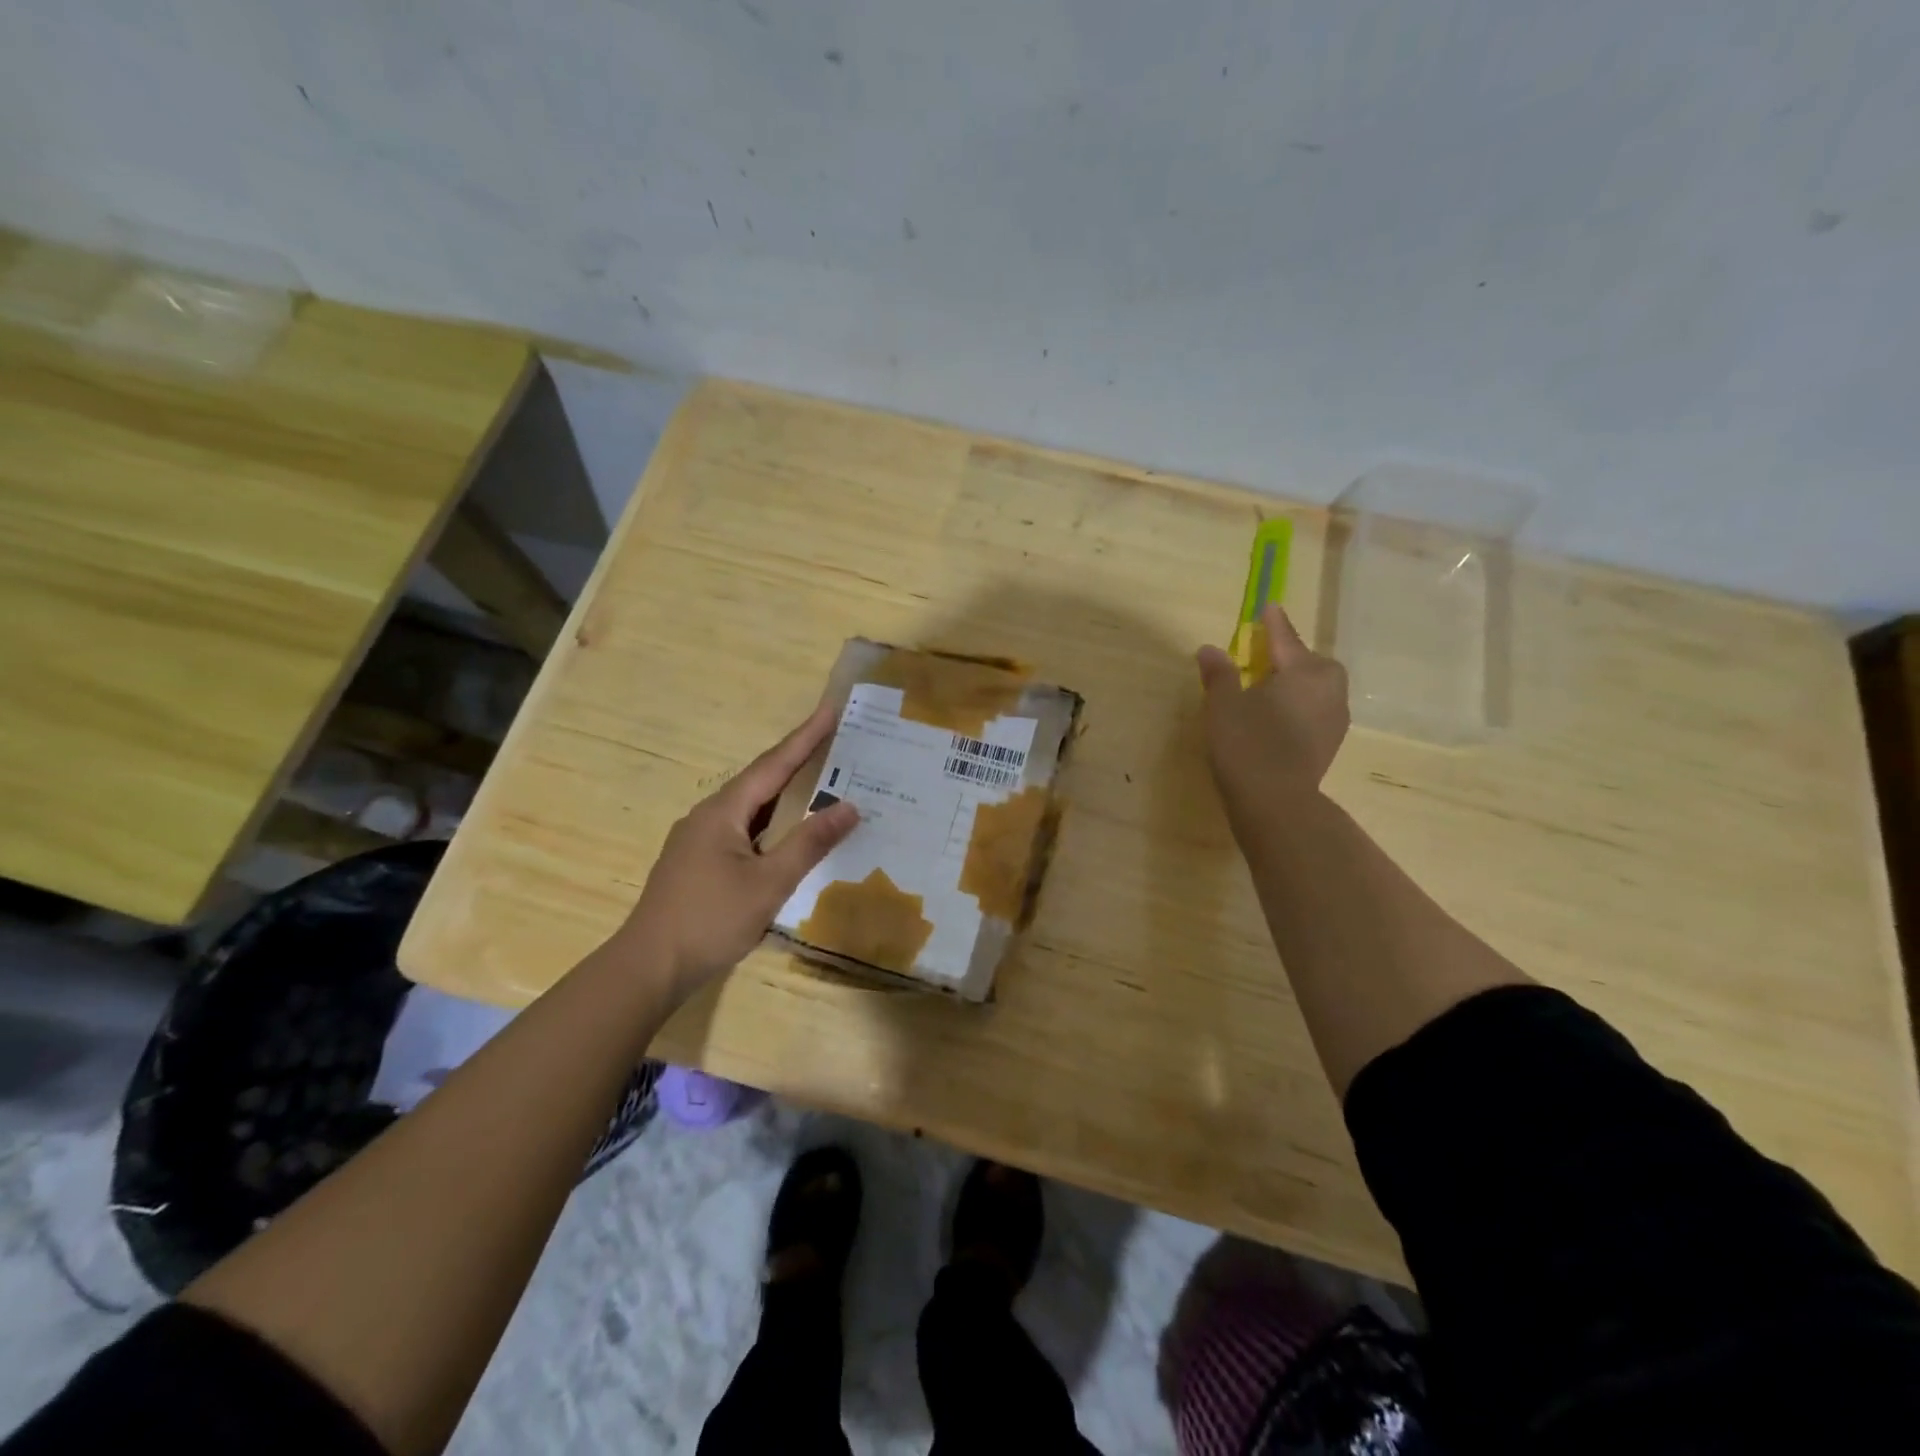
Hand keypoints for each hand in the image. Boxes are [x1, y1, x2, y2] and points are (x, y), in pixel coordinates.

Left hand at [608, 704, 859, 1002]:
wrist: (648, 968)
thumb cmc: (710, 920)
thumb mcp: (768, 883)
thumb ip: (809, 843)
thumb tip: (850, 807)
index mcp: (723, 811)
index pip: (773, 764)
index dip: (805, 737)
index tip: (830, 709)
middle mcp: (708, 816)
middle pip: (760, 781)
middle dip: (798, 761)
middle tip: (834, 744)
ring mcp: (699, 840)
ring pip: (751, 808)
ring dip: (785, 795)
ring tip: (821, 783)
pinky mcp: (697, 863)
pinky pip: (743, 830)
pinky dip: (771, 823)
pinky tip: (786, 835)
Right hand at [1196, 603, 1349, 830]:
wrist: (1275, 803)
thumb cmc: (1247, 744)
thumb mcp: (1223, 705)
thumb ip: (1219, 674)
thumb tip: (1210, 650)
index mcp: (1305, 672)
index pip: (1286, 640)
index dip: (1274, 624)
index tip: (1269, 607)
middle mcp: (1328, 690)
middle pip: (1311, 663)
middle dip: (1291, 656)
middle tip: (1265, 656)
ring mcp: (1333, 719)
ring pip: (1316, 688)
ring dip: (1296, 683)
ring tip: (1269, 687)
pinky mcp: (1329, 744)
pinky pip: (1314, 710)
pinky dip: (1298, 705)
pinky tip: (1277, 716)